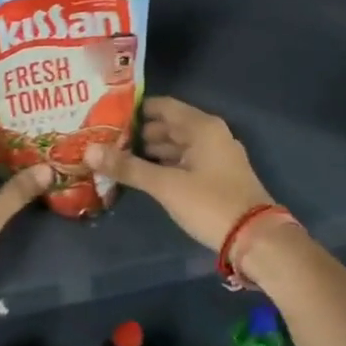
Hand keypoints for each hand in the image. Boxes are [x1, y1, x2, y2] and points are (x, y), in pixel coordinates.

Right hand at [87, 96, 273, 250]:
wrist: (256, 239)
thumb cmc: (210, 203)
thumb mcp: (166, 186)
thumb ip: (128, 167)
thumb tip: (89, 151)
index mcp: (202, 127)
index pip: (162, 106)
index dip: (135, 110)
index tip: (106, 115)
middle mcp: (211, 134)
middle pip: (169, 125)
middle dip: (139, 132)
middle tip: (105, 139)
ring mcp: (216, 156)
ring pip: (178, 145)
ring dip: (151, 151)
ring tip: (118, 157)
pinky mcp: (217, 177)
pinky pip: (185, 161)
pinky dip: (165, 165)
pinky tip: (144, 175)